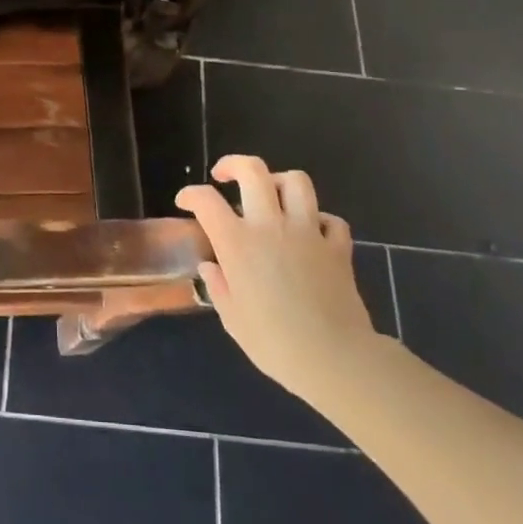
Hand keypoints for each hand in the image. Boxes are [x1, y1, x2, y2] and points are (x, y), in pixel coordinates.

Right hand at [176, 155, 380, 396]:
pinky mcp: (337, 247)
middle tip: (224, 176)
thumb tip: (210, 267)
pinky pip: (330, 219)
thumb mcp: (233, 319)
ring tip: (270, 195)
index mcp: (238, 243)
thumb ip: (218, 286)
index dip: (191, 195)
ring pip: (296, 181)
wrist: (335, 358)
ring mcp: (308, 232)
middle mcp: (271, 226)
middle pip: (254, 171)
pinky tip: (310, 232)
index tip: (184, 202)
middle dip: (234, 164)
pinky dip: (319, 220)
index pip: (206, 201)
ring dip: (279, 182)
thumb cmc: (275, 343)